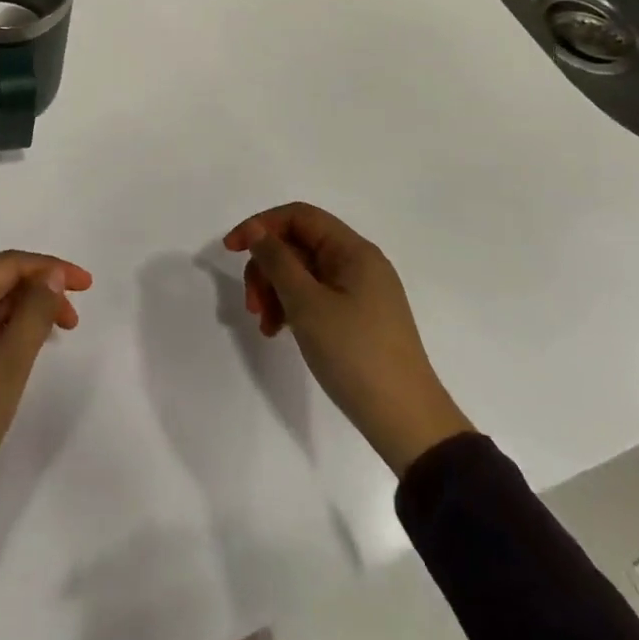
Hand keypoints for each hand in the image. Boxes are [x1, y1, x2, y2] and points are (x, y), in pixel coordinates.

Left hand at [0, 251, 92, 554]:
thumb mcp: (7, 368)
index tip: (87, 286)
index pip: (6, 264)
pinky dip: (1, 332)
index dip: (49, 267)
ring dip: (21, 312)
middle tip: (74, 321)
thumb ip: (33, 314)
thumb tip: (51, 275)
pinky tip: (21, 352)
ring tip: (54, 335)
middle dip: (37, 291)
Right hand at [224, 203, 472, 474]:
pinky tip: (278, 332)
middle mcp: (358, 264)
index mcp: (353, 251)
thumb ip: (278, 261)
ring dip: (275, 291)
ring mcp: (359, 292)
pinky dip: (292, 308)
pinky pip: (314, 297)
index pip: (299, 216)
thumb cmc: (355, 354)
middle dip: (267, 268)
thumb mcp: (307, 304)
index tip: (231, 250)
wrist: (407, 423)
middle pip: (298, 245)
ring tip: (264, 325)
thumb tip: (258, 231)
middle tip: (251, 303)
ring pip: (302, 273)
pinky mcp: (357, 318)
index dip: (261, 225)